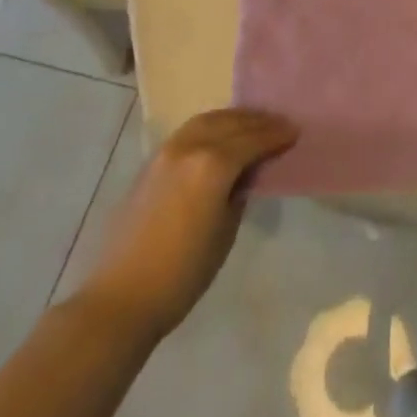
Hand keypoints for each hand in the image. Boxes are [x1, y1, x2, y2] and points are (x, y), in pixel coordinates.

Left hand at [76, 108, 297, 338]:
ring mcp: (167, 152)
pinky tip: (220, 137)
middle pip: (231, 123)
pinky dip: (211, 126)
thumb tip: (245, 173)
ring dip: (233, 119)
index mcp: (213, 164)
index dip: (276, 135)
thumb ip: (239, 192)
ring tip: (252, 125)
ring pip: (207, 120)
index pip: (253, 139)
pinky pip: (189, 131)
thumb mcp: (225, 232)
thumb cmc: (183, 274)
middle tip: (279, 124)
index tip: (295, 131)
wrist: (121, 297)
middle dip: (258, 121)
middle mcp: (190, 147)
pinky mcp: (151, 163)